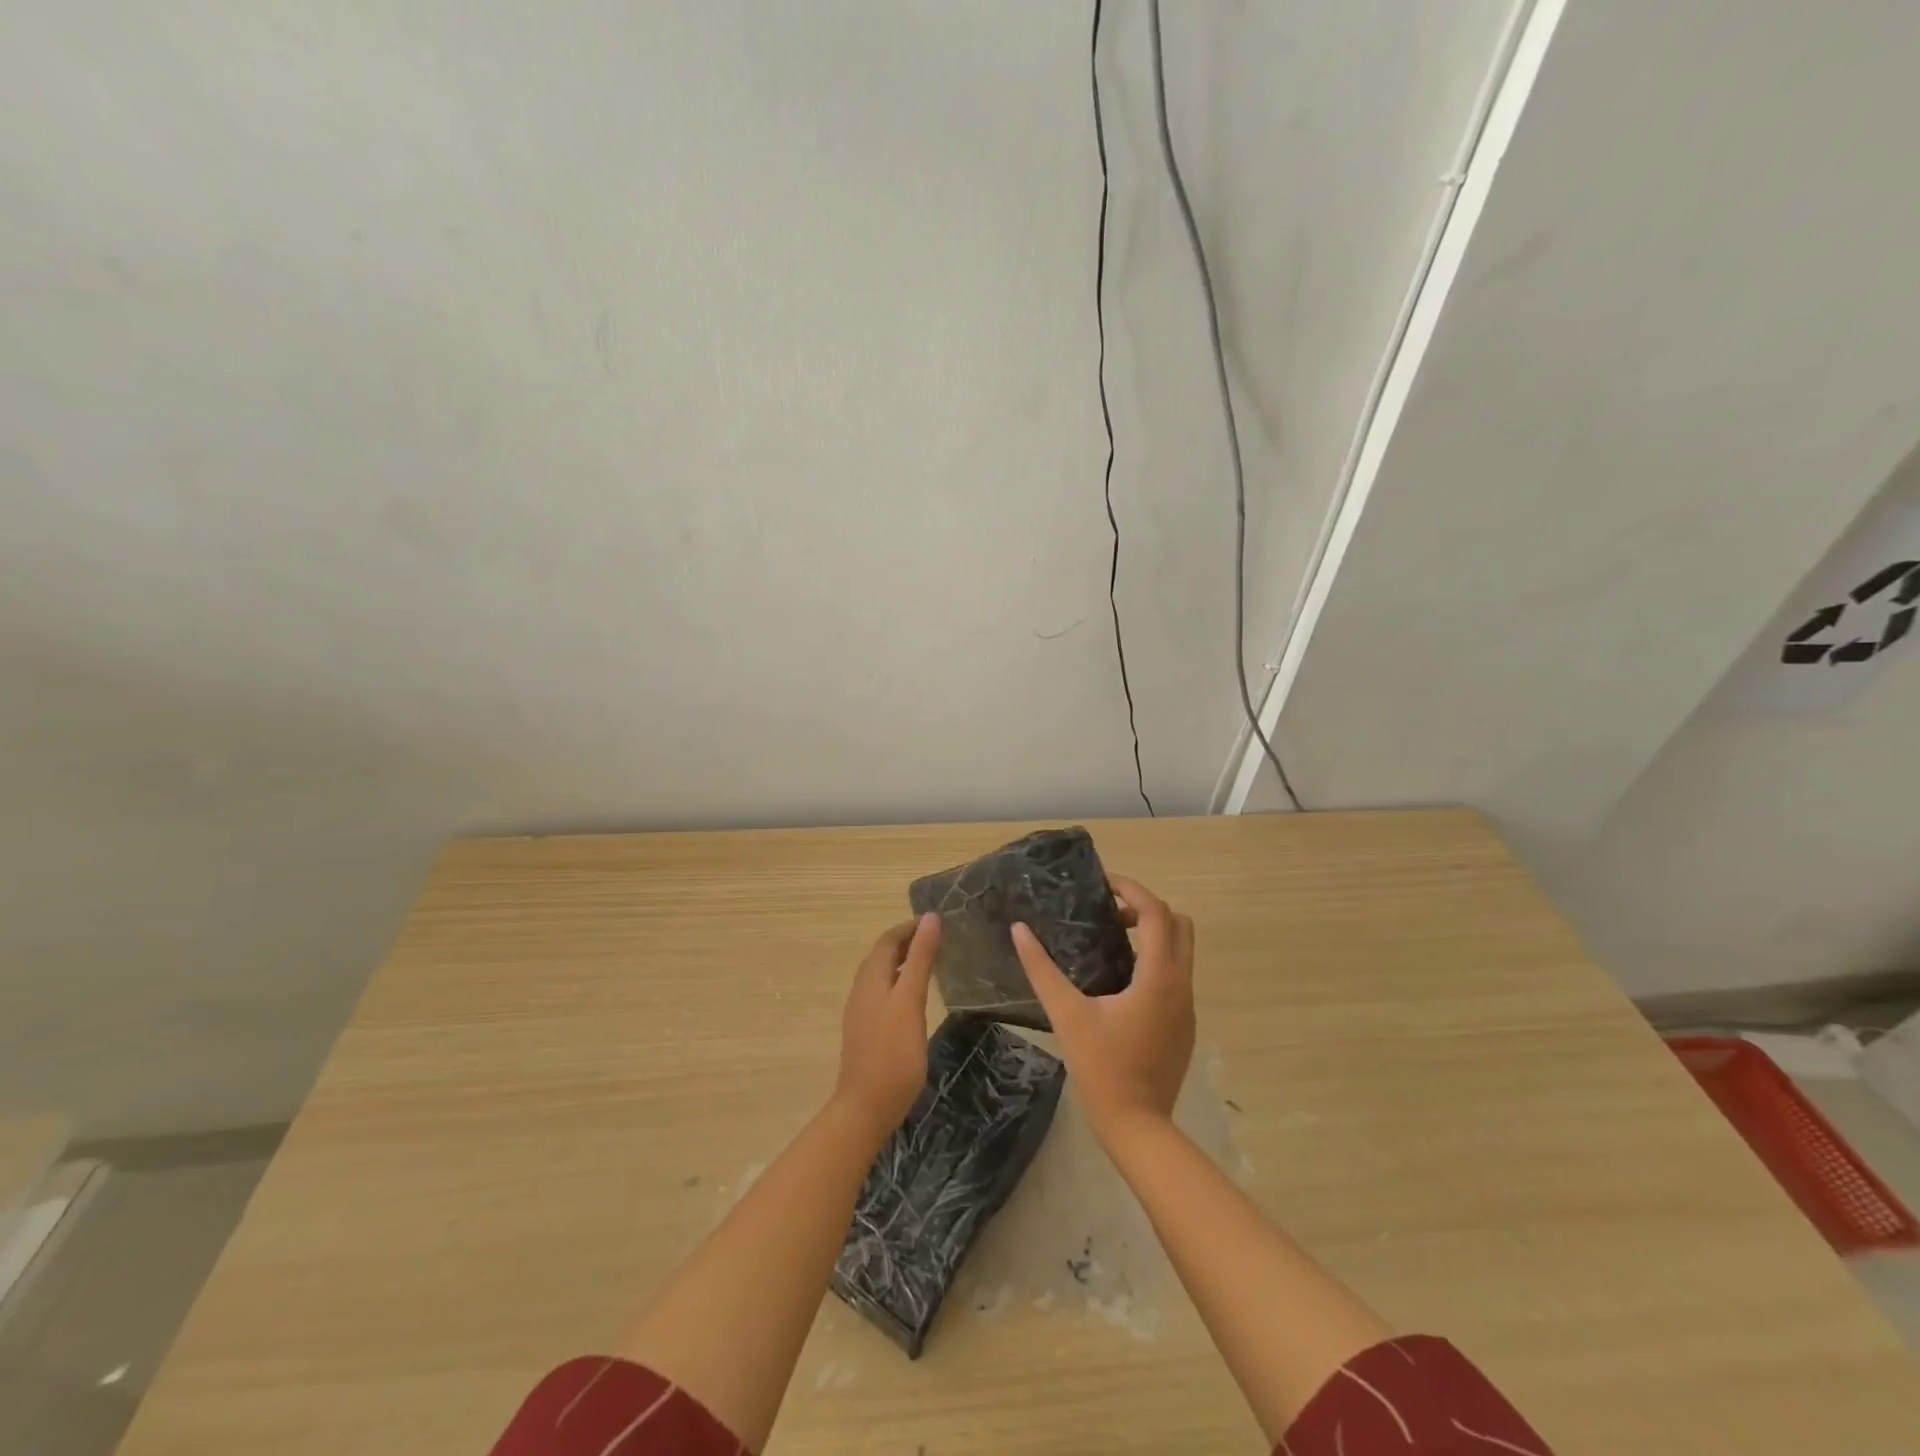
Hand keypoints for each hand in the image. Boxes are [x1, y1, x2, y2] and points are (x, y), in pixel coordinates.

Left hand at [833, 912, 939, 1142]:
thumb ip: (921, 960)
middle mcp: (862, 990)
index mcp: (871, 979)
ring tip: (931, 961)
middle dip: (907, 942)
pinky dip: (900, 982)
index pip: (887, 940)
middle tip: (938, 939)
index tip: (937, 922)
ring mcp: (861, 1012)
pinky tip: (914, 997)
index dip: (909, 927)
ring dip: (903, 962)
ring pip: (881, 975)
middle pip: (882, 955)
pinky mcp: (866, 1031)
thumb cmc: (892, 1054)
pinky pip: (882, 993)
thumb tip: (931, 919)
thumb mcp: (911, 1001)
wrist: (866, 1108)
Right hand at [1012, 875, 1194, 1144]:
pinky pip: (1176, 975)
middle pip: (1179, 924)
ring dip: (1153, 934)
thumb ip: (1042, 969)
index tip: (1102, 885)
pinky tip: (1120, 979)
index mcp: (1159, 977)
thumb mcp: (1066, 1015)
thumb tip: (1019, 930)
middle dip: (1146, 908)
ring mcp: (1188, 1007)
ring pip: (1181, 950)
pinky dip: (1155, 960)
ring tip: (1110, 939)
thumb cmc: (1102, 1068)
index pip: (1156, 912)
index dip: (1131, 889)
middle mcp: (1182, 985)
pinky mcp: (1184, 1024)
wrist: (1138, 1127)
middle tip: (1109, 912)